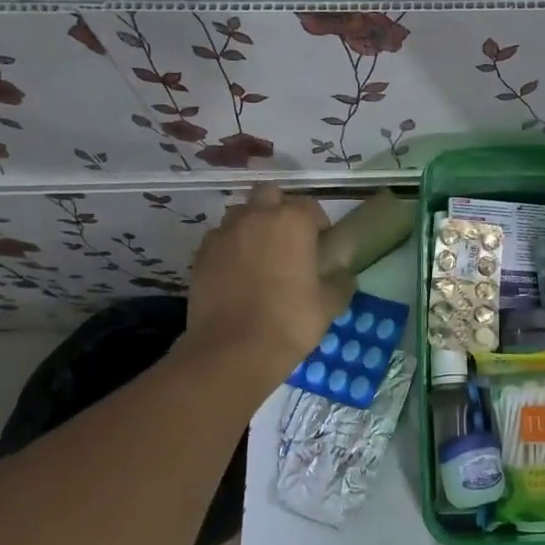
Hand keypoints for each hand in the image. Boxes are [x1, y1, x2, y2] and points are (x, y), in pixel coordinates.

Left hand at [186, 184, 354, 382]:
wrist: (233, 350)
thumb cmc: (290, 322)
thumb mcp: (330, 305)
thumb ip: (340, 282)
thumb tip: (343, 274)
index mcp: (292, 222)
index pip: (310, 206)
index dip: (317, 224)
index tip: (321, 245)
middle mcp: (256, 217)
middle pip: (269, 194)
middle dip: (279, 209)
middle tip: (288, 240)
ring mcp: (224, 234)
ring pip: (240, 214)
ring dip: (252, 225)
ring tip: (260, 254)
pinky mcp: (201, 254)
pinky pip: (220, 238)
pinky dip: (230, 247)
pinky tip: (237, 273)